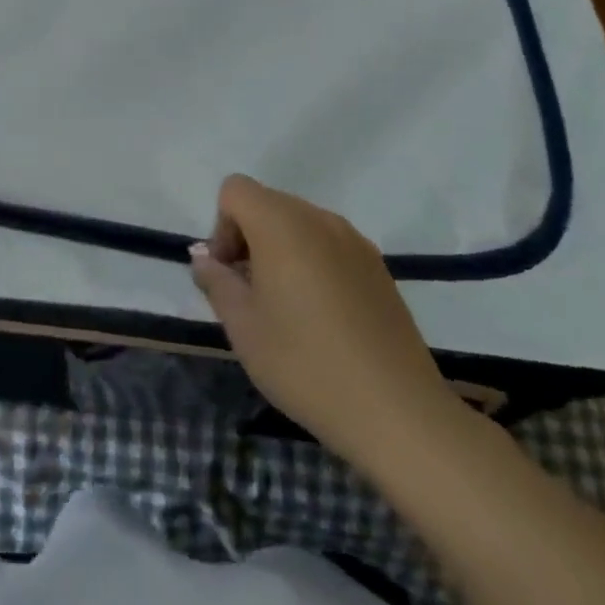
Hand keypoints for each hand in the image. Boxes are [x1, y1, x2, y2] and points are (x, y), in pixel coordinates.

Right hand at [190, 173, 465, 473]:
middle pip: (267, 203)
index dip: (221, 227)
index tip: (229, 275)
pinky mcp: (379, 268)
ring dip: (280, 251)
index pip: (235, 190)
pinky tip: (322, 318)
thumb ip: (216, 281)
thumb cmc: (306, 364)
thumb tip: (205, 259)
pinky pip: (329, 246)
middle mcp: (319, 218)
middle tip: (249, 295)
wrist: (399, 414)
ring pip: (300, 224)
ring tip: (286, 309)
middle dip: (248, 238)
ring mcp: (355, 242)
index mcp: (281, 223)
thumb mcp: (243, 327)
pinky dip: (313, 264)